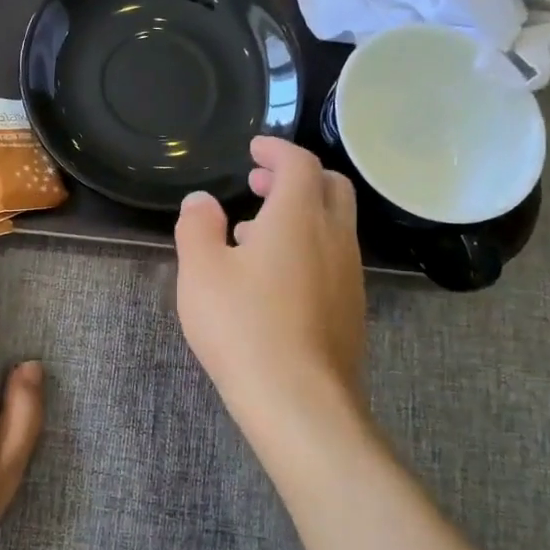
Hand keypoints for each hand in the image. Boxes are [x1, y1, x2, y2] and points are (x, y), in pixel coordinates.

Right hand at [175, 137, 369, 437]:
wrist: (299, 400)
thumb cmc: (242, 325)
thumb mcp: (200, 271)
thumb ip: (197, 226)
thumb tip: (202, 201)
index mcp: (298, 216)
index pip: (299, 163)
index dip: (276, 149)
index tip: (254, 149)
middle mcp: (334, 237)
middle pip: (330, 186)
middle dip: (296, 176)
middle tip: (259, 184)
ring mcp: (349, 274)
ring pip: (334, 224)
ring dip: (301, 213)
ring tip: (256, 233)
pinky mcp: (351, 308)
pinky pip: (333, 258)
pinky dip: (308, 246)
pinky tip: (274, 278)